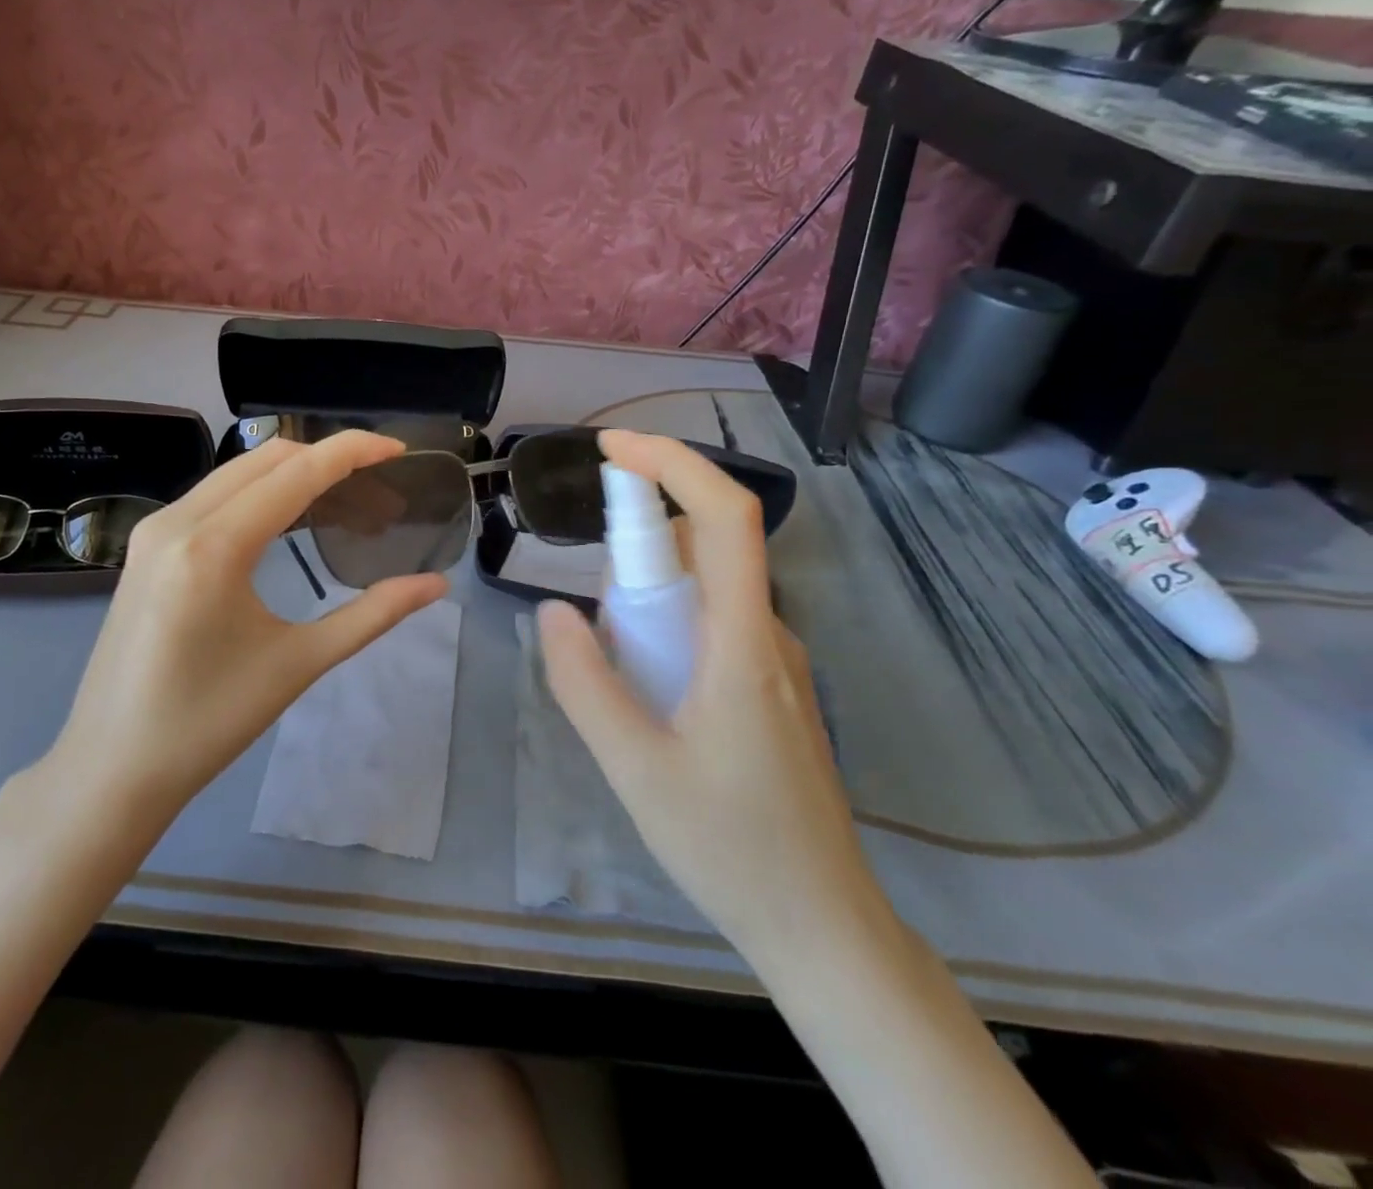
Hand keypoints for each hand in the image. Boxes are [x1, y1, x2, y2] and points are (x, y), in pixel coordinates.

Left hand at [45, 431, 448, 826]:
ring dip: (293, 474)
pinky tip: (290, 521)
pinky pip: (213, 497)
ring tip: (345, 502)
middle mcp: (177, 520)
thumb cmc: (209, 722)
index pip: (296, 472)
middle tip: (379, 487)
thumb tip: (435, 586)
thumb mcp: (299, 663)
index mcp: (214, 546)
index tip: (398, 449)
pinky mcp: (146, 547)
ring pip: (237, 473)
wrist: (112, 768)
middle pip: (266, 458)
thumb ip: (373, 615)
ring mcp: (154, 530)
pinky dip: (260, 494)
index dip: (352, 452)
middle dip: (327, 459)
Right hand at [537, 430, 888, 969]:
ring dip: (652, 589)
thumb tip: (554, 611)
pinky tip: (645, 686)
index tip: (611, 450)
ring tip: (616, 663)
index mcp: (744, 642)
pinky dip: (670, 620)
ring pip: (711, 585)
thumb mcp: (634, 769)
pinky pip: (717, 620)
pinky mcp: (772, 684)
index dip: (671, 462)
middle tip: (598, 618)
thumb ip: (585, 684)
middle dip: (641, 543)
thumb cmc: (729, 847)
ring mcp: (777, 659)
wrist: (820, 925)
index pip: (725, 516)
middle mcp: (770, 633)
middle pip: (710, 544)